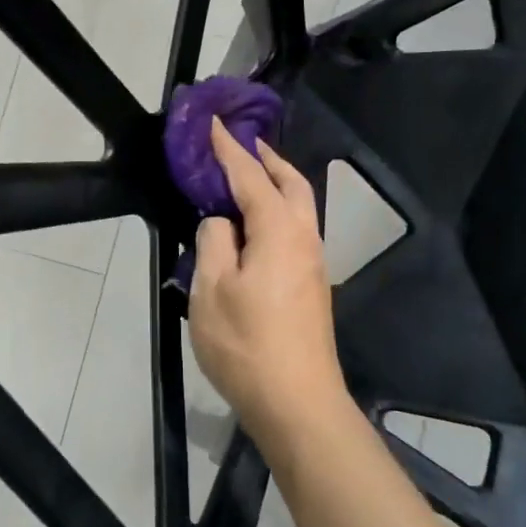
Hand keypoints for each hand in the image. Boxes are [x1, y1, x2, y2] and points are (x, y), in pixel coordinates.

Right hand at [188, 121, 349, 448]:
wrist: (297, 403)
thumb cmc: (247, 344)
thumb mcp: (211, 290)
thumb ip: (213, 242)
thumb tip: (221, 222)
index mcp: (279, 231)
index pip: (251, 177)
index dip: (229, 149)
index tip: (214, 124)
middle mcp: (305, 239)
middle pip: (292, 184)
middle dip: (267, 159)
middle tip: (241, 143)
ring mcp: (313, 264)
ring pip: (300, 207)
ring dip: (276, 183)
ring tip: (248, 176)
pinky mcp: (311, 287)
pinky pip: (296, 229)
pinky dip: (278, 209)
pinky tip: (256, 224)